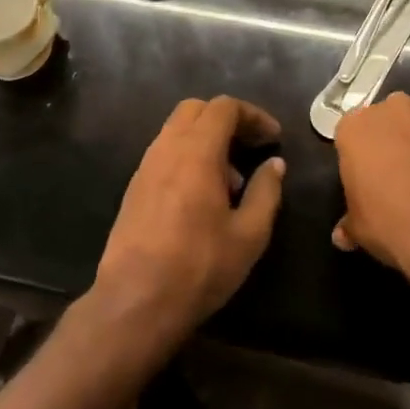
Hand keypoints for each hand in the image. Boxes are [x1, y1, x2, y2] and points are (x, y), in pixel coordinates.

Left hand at [93, 97, 284, 339]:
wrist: (134, 301)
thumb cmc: (199, 266)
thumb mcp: (249, 234)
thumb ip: (266, 192)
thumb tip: (275, 163)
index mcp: (196, 151)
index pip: (224, 107)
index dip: (253, 115)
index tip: (273, 137)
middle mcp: (166, 148)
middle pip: (196, 109)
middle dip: (227, 120)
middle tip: (251, 146)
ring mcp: (145, 166)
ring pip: (177, 130)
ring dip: (206, 140)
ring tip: (231, 181)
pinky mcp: (134, 187)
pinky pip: (165, 152)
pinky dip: (188, 156)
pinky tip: (202, 196)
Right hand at [333, 93, 409, 279]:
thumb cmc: (395, 227)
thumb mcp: (361, 231)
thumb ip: (350, 223)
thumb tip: (343, 235)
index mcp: (357, 127)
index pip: (351, 135)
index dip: (360, 158)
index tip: (368, 181)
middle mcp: (395, 109)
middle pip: (389, 120)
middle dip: (393, 141)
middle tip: (400, 177)